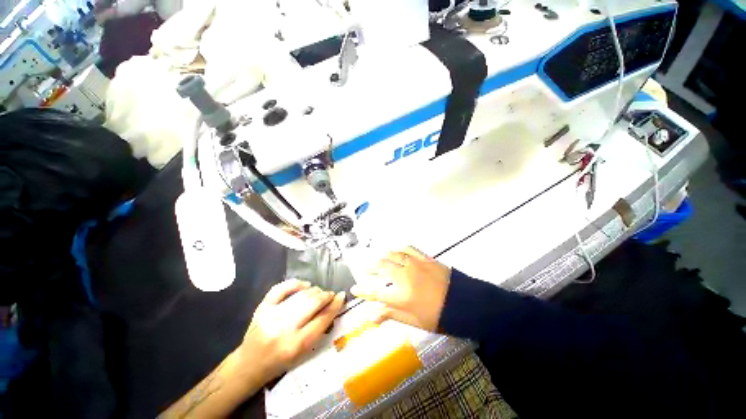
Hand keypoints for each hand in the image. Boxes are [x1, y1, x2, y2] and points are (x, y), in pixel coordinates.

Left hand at [240, 280, 344, 382]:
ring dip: (315, 290)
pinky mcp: (262, 307)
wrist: (249, 365)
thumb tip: (333, 306)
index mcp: (296, 345)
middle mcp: (284, 329)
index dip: (335, 305)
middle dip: (326, 295)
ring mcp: (271, 315)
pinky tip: (304, 285)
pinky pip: (281, 288)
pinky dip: (295, 283)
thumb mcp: (303, 353)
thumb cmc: (280, 363)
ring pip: (301, 294)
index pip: (322, 318)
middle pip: (313, 303)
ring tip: (319, 293)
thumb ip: (319, 329)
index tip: (341, 297)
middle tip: (330, 295)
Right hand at [350, 247, 450, 330]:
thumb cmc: (437, 316)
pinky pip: (407, 248)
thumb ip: (391, 314)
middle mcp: (405, 276)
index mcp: (401, 296)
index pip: (375, 292)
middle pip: (381, 267)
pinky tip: (395, 251)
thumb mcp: (413, 321)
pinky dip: (398, 249)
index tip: (354, 288)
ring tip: (379, 260)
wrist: (463, 303)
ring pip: (392, 255)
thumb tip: (372, 317)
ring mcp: (414, 264)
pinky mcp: (424, 258)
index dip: (363, 291)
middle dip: (371, 269)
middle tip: (367, 270)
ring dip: (383, 257)